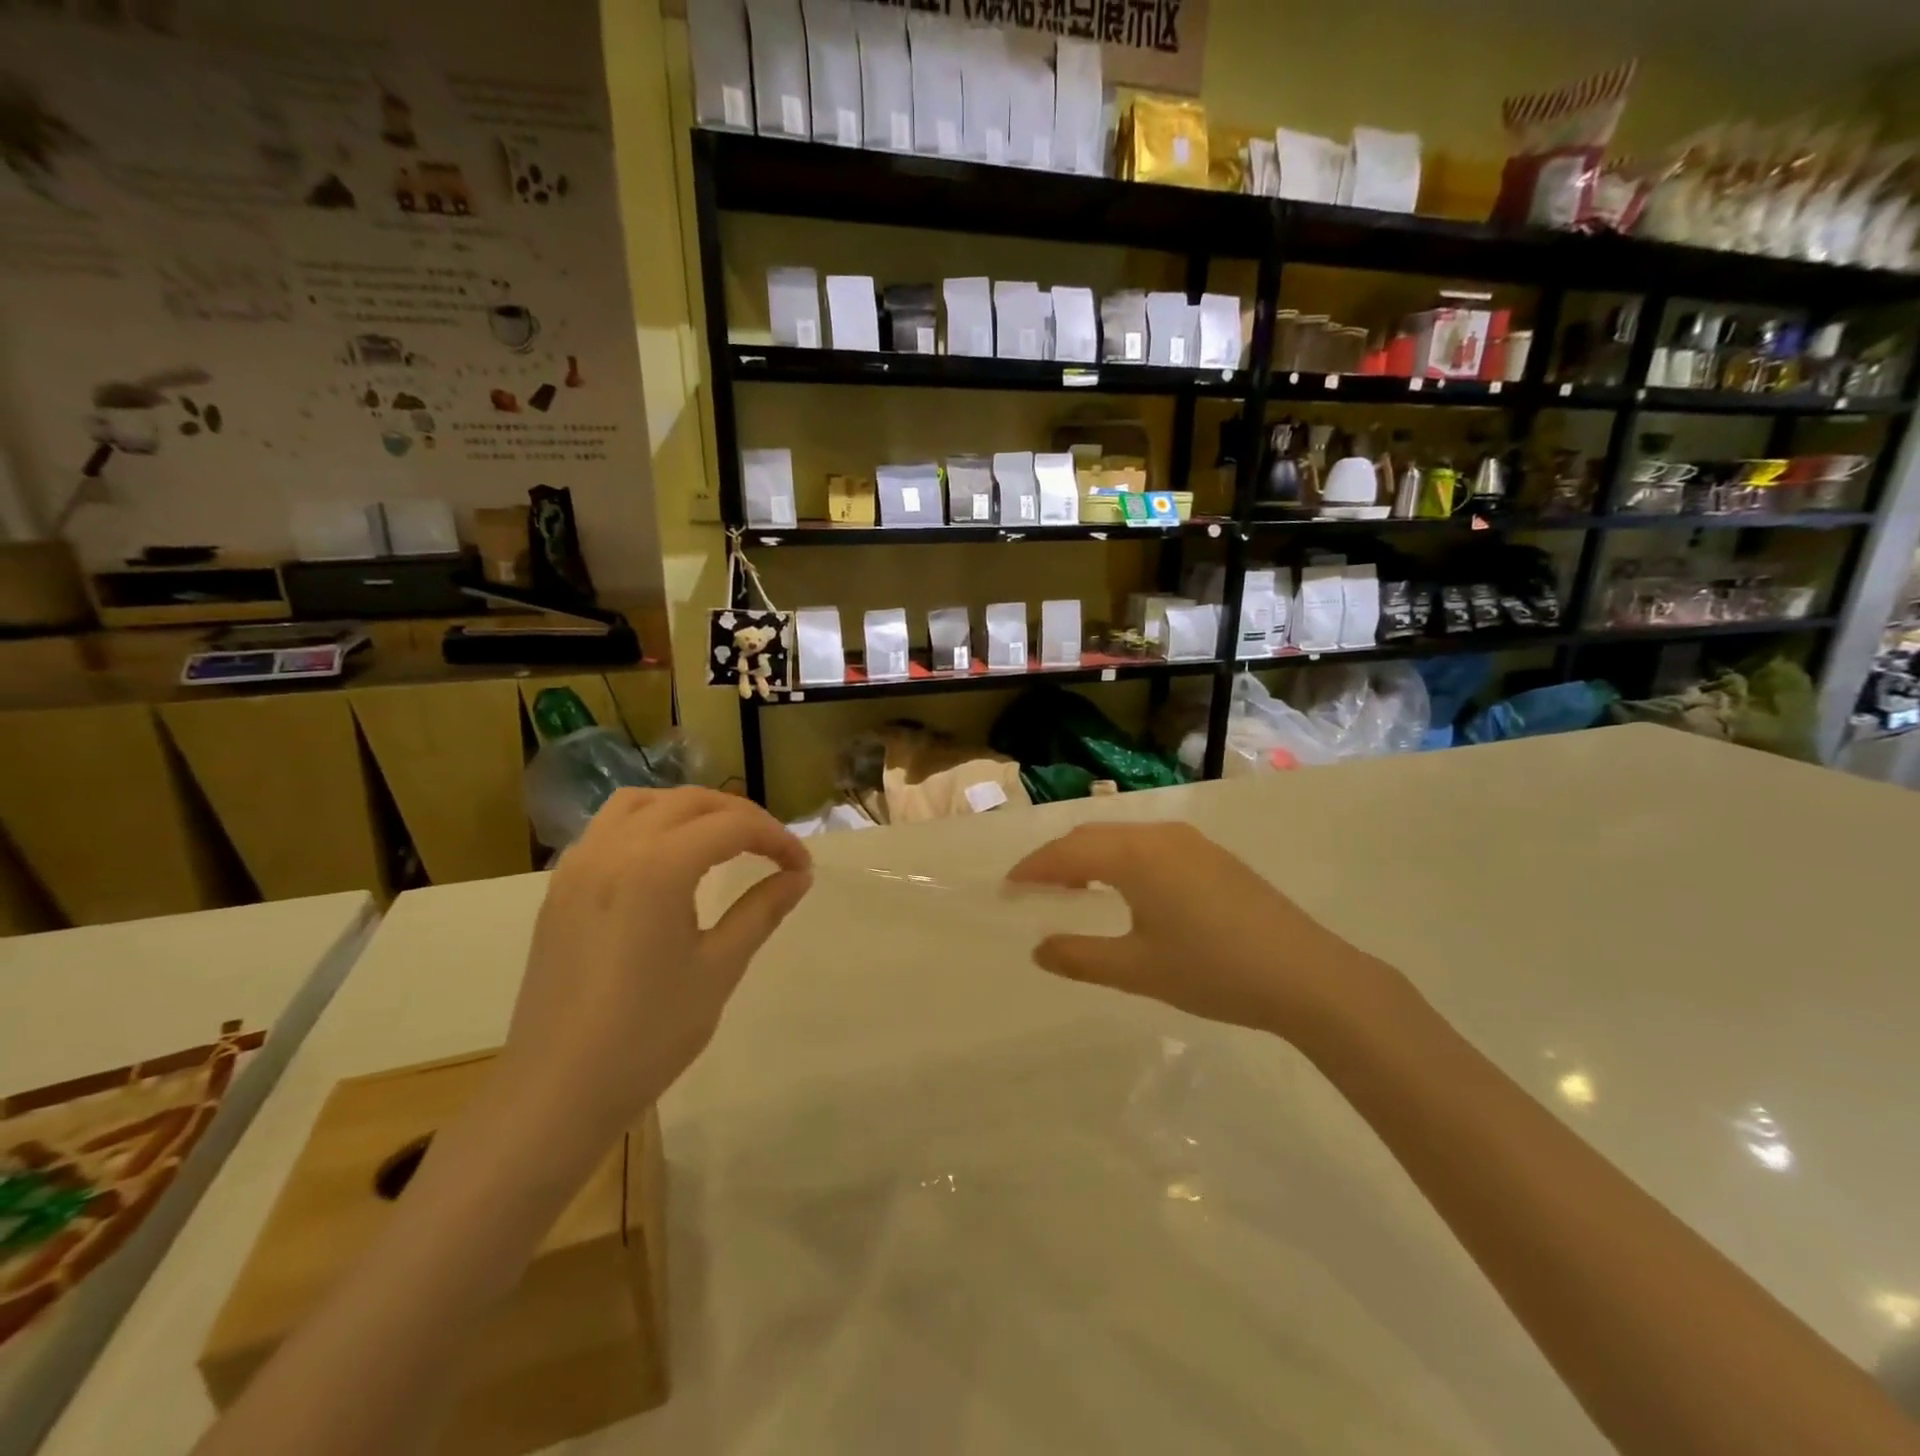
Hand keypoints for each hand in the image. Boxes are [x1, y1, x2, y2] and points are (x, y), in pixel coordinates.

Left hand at [499, 788, 811, 1148]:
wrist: (557, 1092)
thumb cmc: (648, 1034)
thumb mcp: (719, 968)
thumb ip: (761, 910)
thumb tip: (799, 876)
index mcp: (658, 866)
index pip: (732, 826)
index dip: (776, 839)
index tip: (801, 867)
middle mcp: (614, 848)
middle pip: (690, 802)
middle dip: (740, 817)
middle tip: (773, 851)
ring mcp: (579, 865)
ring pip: (642, 802)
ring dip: (690, 810)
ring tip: (721, 841)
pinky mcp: (560, 888)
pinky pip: (608, 827)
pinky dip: (648, 823)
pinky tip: (666, 860)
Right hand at [1007, 822, 1383, 1037]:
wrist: (1308, 976)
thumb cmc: (1213, 971)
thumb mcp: (1138, 970)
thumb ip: (1081, 957)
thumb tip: (1039, 949)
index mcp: (1135, 856)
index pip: (1067, 853)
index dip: (1033, 868)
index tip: (1007, 888)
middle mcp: (1159, 836)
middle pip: (1093, 836)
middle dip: (1058, 859)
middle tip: (1034, 890)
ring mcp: (1192, 842)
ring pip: (1123, 838)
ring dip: (1091, 857)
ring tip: (1074, 890)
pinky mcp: (1213, 856)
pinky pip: (1150, 845)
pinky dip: (1121, 860)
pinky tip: (1126, 890)